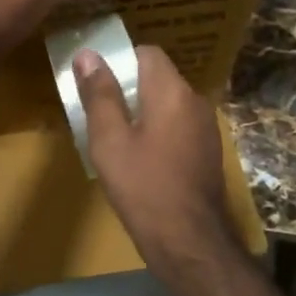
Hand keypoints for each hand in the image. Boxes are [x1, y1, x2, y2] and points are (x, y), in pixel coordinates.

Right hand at [73, 44, 234, 270]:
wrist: (189, 241)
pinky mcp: (207, 151)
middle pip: (158, 77)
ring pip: (167, 103)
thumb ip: (99, 94)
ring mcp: (205, 128)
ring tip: (114, 135)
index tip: (95, 79)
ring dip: (142, 110)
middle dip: (127, 87)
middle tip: (98, 110)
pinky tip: (139, 157)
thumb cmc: (143, 186)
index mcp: (172, 92)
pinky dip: (157, 129)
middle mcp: (195, 101)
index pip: (147, 53)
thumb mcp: (110, 140)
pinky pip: (177, 125)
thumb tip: (88, 54)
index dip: (120, 59)